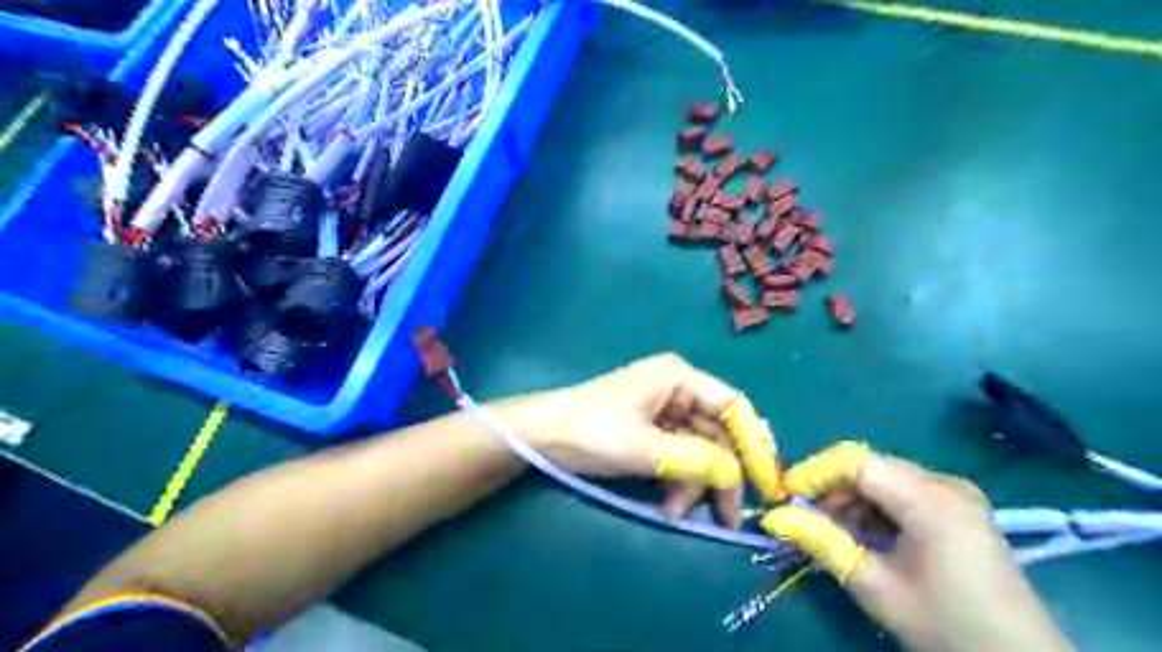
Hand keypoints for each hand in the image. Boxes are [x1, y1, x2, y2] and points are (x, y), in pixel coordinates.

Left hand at [513, 353, 749, 525]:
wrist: (541, 437)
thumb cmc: (592, 431)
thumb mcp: (646, 449)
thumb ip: (696, 461)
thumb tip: (736, 476)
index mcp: (679, 377)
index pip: (733, 406)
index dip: (753, 443)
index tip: (766, 483)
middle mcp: (677, 389)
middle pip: (718, 433)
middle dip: (719, 474)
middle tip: (725, 516)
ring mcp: (664, 411)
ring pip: (699, 450)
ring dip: (694, 483)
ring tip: (675, 511)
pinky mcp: (651, 432)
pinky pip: (679, 457)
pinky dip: (678, 481)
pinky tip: (667, 504)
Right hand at [759, 445, 1075, 650]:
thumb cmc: (948, 627)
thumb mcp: (877, 588)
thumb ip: (824, 544)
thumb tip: (776, 518)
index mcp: (930, 500)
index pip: (856, 462)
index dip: (815, 472)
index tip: (787, 496)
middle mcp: (945, 484)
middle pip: (870, 466)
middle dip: (832, 488)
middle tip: (809, 520)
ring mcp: (957, 494)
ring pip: (885, 477)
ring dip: (853, 499)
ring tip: (837, 534)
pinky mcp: (961, 508)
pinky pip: (905, 491)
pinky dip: (877, 507)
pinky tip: (869, 536)